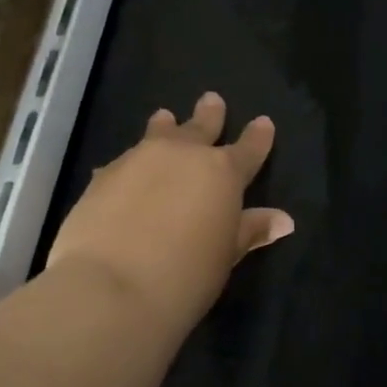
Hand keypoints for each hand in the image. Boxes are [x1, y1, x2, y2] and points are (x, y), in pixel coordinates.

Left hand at [46, 92, 293, 337]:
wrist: (110, 287)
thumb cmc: (184, 276)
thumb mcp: (225, 255)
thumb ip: (250, 231)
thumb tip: (282, 219)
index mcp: (221, 173)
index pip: (248, 149)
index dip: (257, 137)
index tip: (263, 122)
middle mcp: (182, 155)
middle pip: (200, 127)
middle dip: (210, 115)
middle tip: (212, 99)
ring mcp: (139, 159)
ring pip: (158, 134)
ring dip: (165, 126)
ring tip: (165, 116)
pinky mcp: (104, 175)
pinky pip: (124, 161)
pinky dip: (132, 163)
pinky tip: (125, 169)